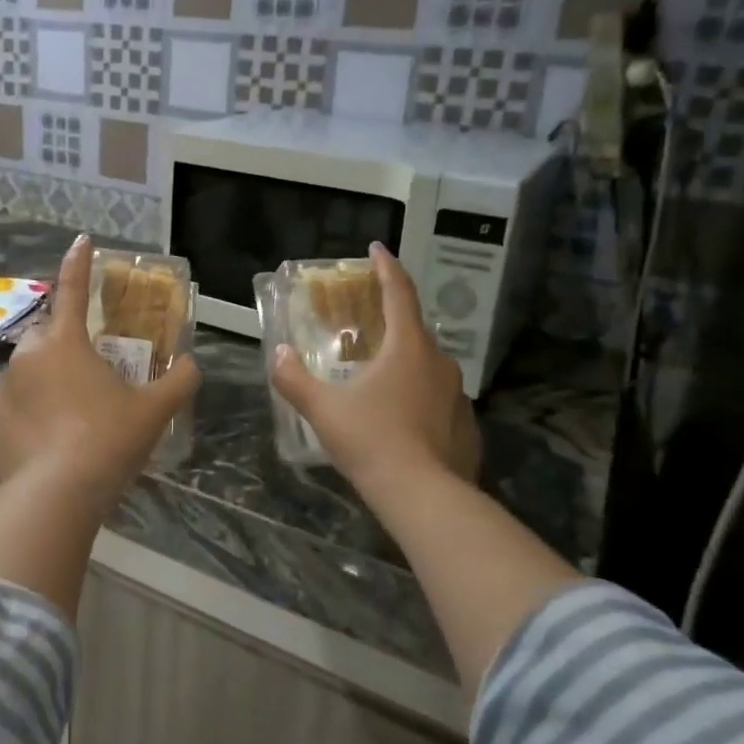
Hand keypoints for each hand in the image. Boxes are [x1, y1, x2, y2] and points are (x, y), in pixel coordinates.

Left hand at [0, 236, 200, 501]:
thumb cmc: (108, 440)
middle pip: (47, 335)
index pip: (73, 289)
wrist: (56, 495)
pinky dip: (28, 415)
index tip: (81, 240)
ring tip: (70, 416)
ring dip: (46, 382)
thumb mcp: (154, 411)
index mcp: (65, 343)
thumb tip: (189, 364)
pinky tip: (47, 442)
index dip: (79, 263)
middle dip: (64, 343)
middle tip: (88, 371)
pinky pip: (12, 408)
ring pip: (27, 373)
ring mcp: (2, 389)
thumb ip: (178, 381)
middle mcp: (27, 356)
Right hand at [270, 244, 480, 490]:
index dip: (387, 267)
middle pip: (414, 328)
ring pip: (427, 364)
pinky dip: (418, 394)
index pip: (399, 293)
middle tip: (367, 321)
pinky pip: (438, 397)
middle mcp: (439, 361)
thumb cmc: (371, 440)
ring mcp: (457, 393)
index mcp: (408, 347)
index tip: (377, 248)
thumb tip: (278, 354)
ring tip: (379, 373)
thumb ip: (295, 379)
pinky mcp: (465, 422)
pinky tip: (400, 415)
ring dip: (404, 360)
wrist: (422, 495)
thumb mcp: (323, 409)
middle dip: (392, 318)